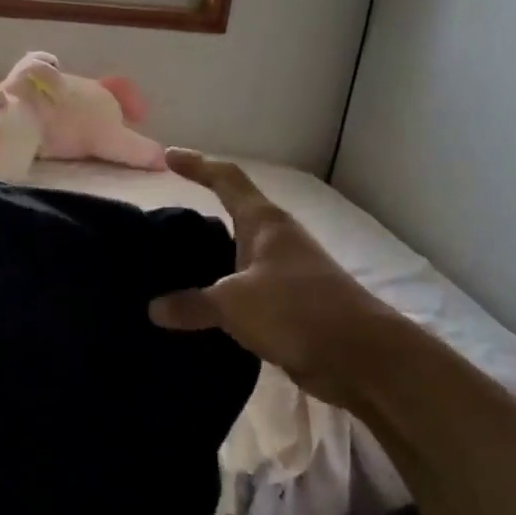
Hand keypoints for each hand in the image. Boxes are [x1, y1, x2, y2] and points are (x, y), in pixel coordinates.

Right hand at [148, 149, 405, 410]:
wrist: (360, 357)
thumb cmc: (296, 310)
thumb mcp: (233, 303)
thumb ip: (192, 304)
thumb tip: (154, 308)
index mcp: (264, 223)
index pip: (226, 180)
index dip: (197, 165)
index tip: (169, 157)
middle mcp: (276, 241)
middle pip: (233, 218)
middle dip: (200, 221)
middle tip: (162, 230)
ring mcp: (286, 274)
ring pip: (238, 259)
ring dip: (210, 263)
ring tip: (171, 273)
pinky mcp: (290, 306)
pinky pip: (245, 293)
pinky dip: (222, 298)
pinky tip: (200, 312)